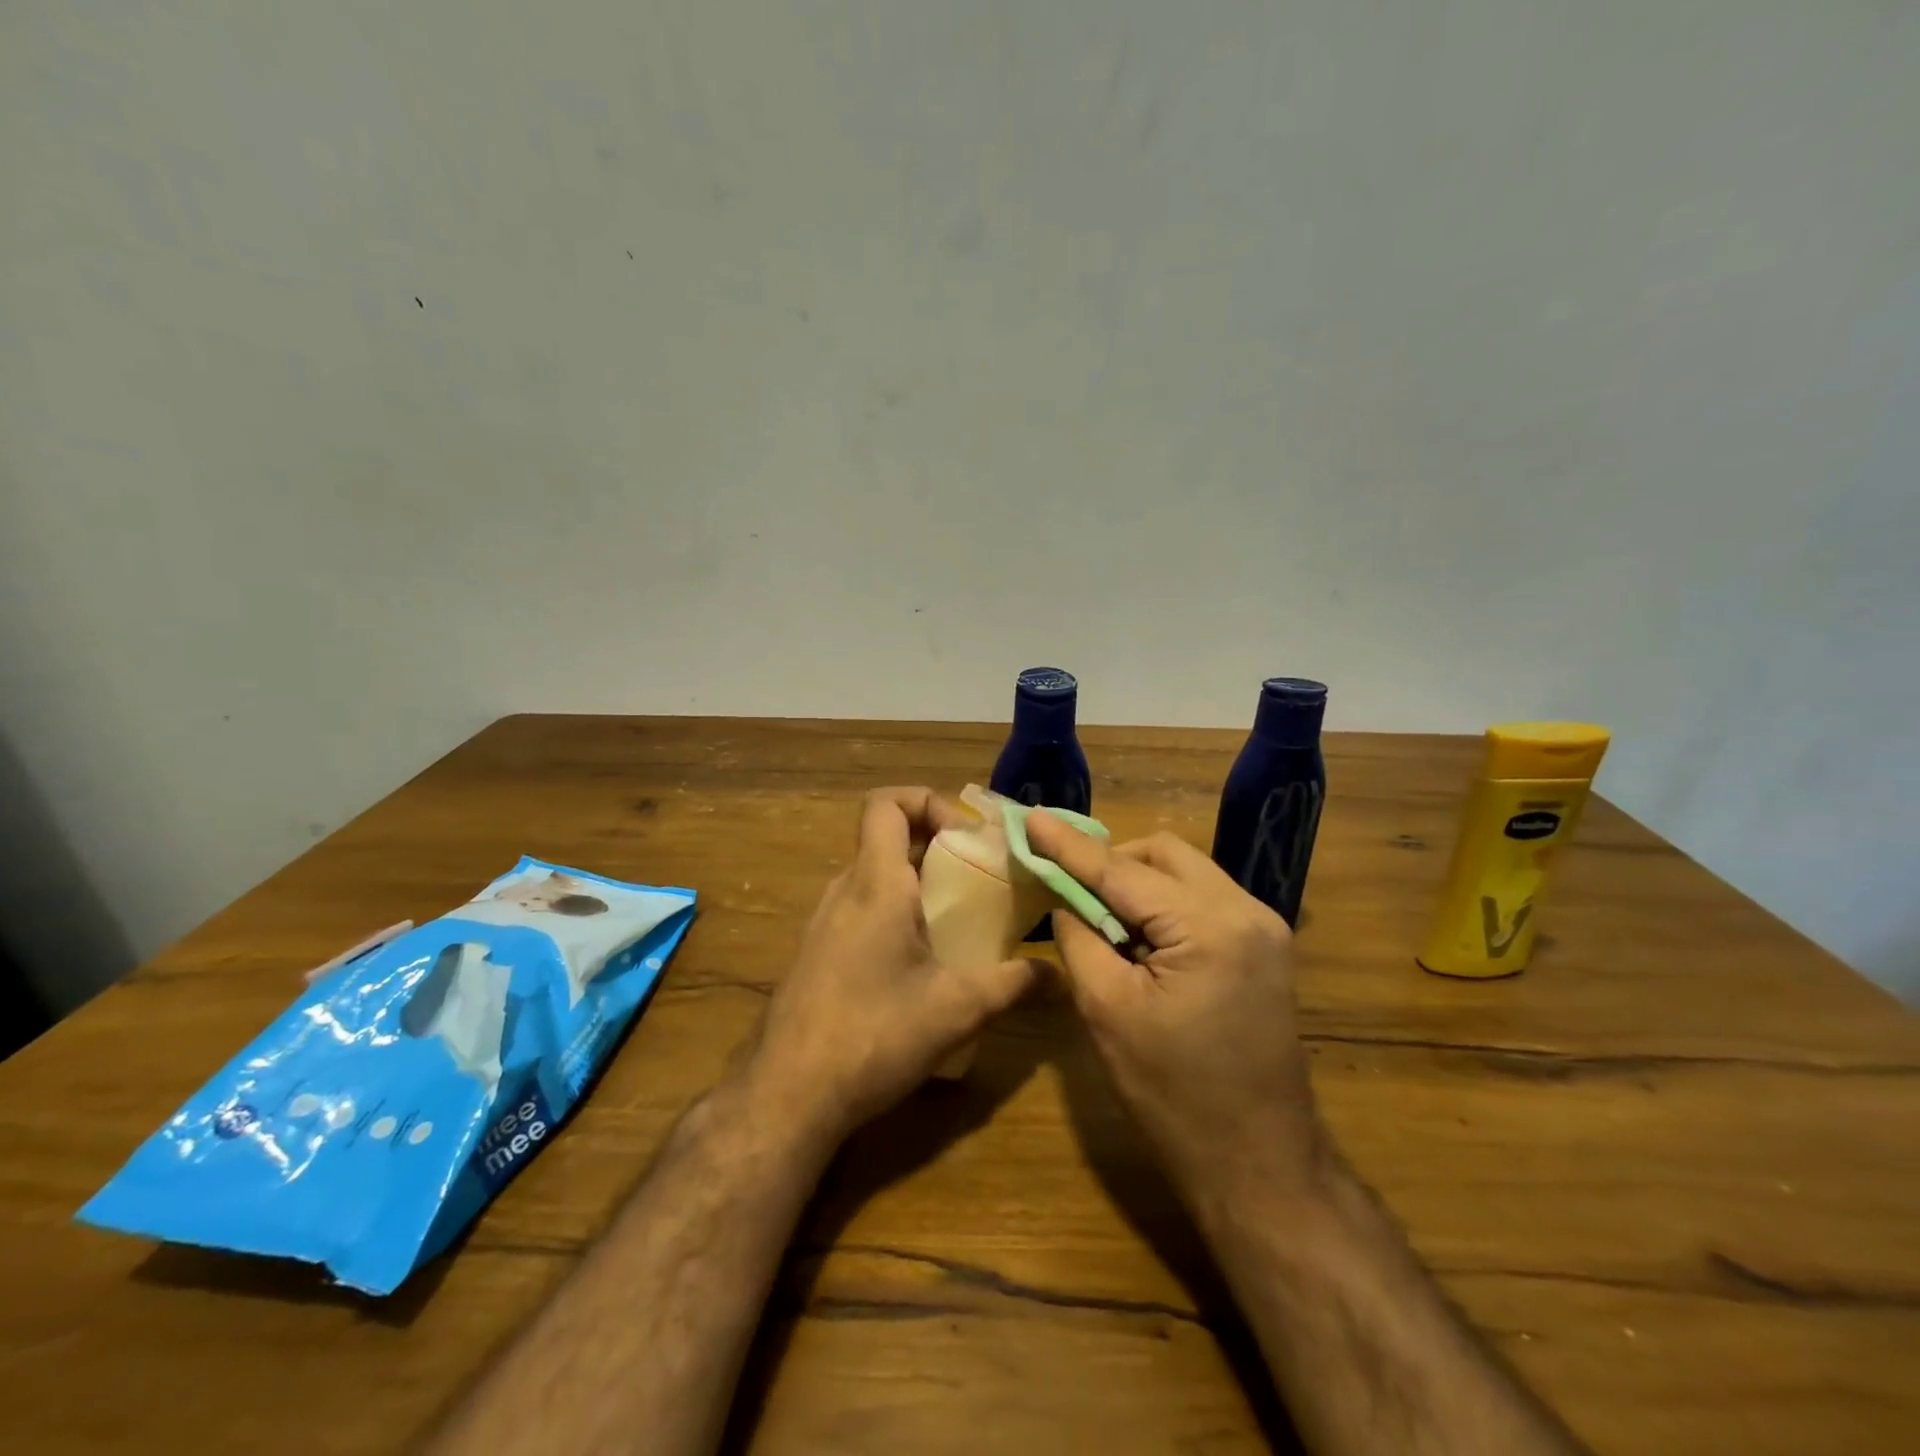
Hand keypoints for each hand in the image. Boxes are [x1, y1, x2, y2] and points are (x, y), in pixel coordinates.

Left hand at [744, 788, 1037, 1147]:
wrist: (787, 1094)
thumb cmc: (874, 1034)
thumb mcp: (957, 1009)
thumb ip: (1012, 984)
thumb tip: (1058, 974)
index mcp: (875, 883)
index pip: (886, 803)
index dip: (926, 801)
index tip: (965, 836)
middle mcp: (845, 890)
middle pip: (886, 838)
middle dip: (937, 846)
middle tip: (980, 877)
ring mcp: (824, 922)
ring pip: (875, 877)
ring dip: (917, 883)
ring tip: (960, 918)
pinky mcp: (817, 953)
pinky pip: (861, 910)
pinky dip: (896, 913)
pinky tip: (923, 962)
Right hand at [1024, 811, 1329, 1204]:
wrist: (1259, 1165)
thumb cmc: (1173, 1096)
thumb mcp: (1107, 1012)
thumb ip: (1079, 938)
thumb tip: (1066, 899)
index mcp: (1209, 926)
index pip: (1122, 871)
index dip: (1070, 847)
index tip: (1032, 819)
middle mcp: (1246, 910)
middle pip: (1164, 854)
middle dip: (1112, 862)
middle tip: (1070, 891)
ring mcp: (1265, 927)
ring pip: (1186, 872)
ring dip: (1139, 884)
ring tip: (1104, 923)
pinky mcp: (1266, 947)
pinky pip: (1203, 899)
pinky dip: (1165, 905)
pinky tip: (1141, 940)